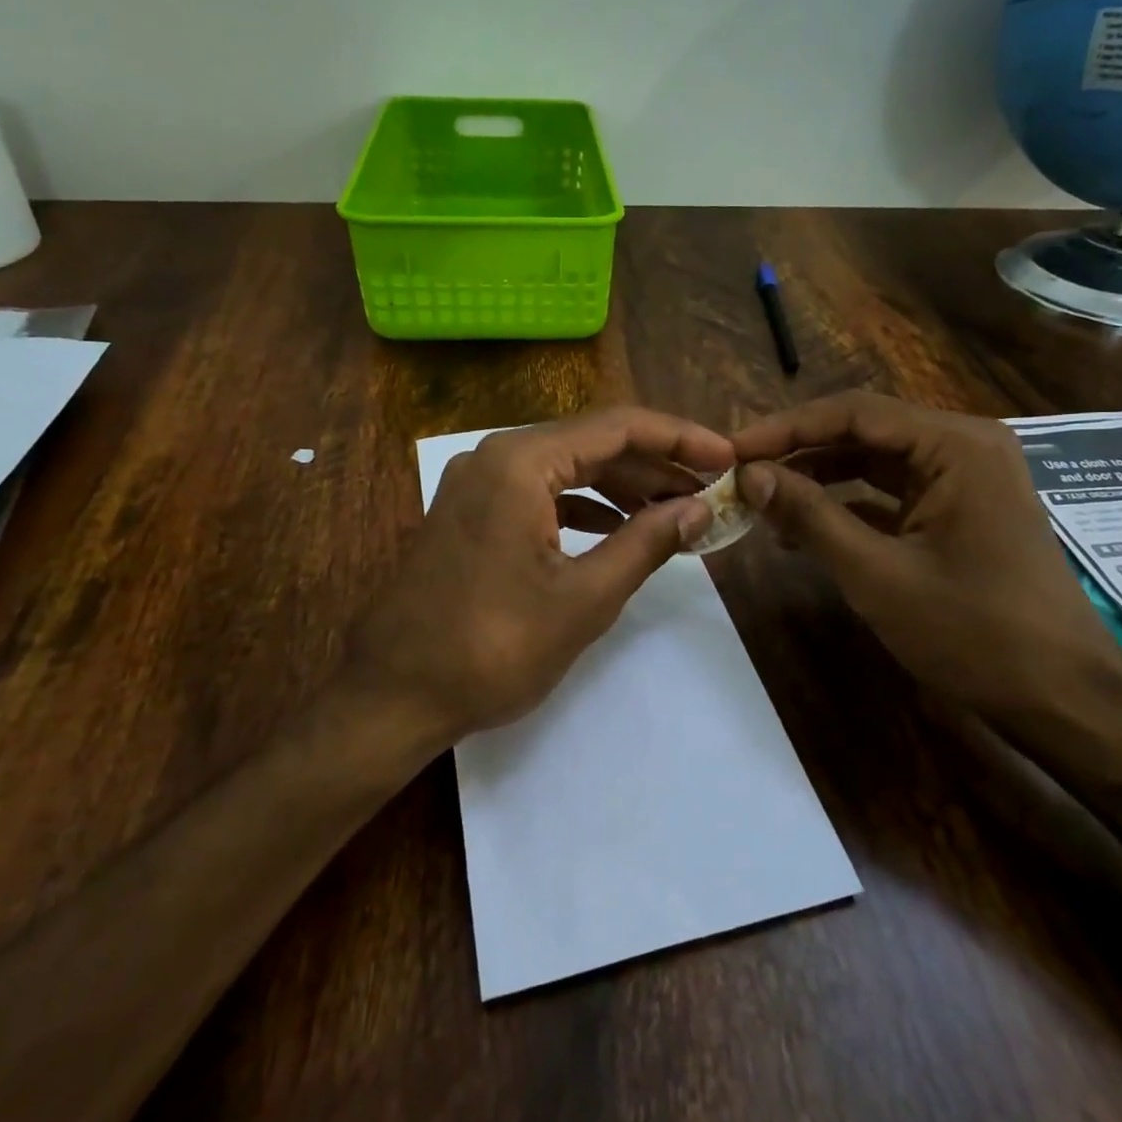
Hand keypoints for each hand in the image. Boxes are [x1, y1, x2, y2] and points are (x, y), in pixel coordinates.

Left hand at [349, 408, 733, 746]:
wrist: (393, 695)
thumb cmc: (493, 647)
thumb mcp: (585, 597)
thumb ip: (647, 542)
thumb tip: (699, 508)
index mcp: (521, 461)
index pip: (618, 427)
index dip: (680, 439)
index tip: (727, 457)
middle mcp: (496, 456)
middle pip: (593, 443)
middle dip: (655, 466)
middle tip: (710, 490)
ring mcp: (478, 484)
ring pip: (567, 468)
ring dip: (622, 488)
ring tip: (677, 513)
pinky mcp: (471, 513)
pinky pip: (541, 493)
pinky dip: (584, 507)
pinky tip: (620, 529)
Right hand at [731, 393, 1121, 737]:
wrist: (1064, 700)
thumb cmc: (974, 633)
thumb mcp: (878, 574)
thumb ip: (810, 516)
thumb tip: (749, 475)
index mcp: (955, 445)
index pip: (853, 412)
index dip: (785, 429)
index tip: (731, 451)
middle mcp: (963, 447)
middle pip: (863, 432)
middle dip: (798, 454)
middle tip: (739, 476)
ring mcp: (964, 480)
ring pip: (873, 463)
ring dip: (817, 480)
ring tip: (760, 503)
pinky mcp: (959, 512)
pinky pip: (891, 494)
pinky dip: (846, 507)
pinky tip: (802, 531)